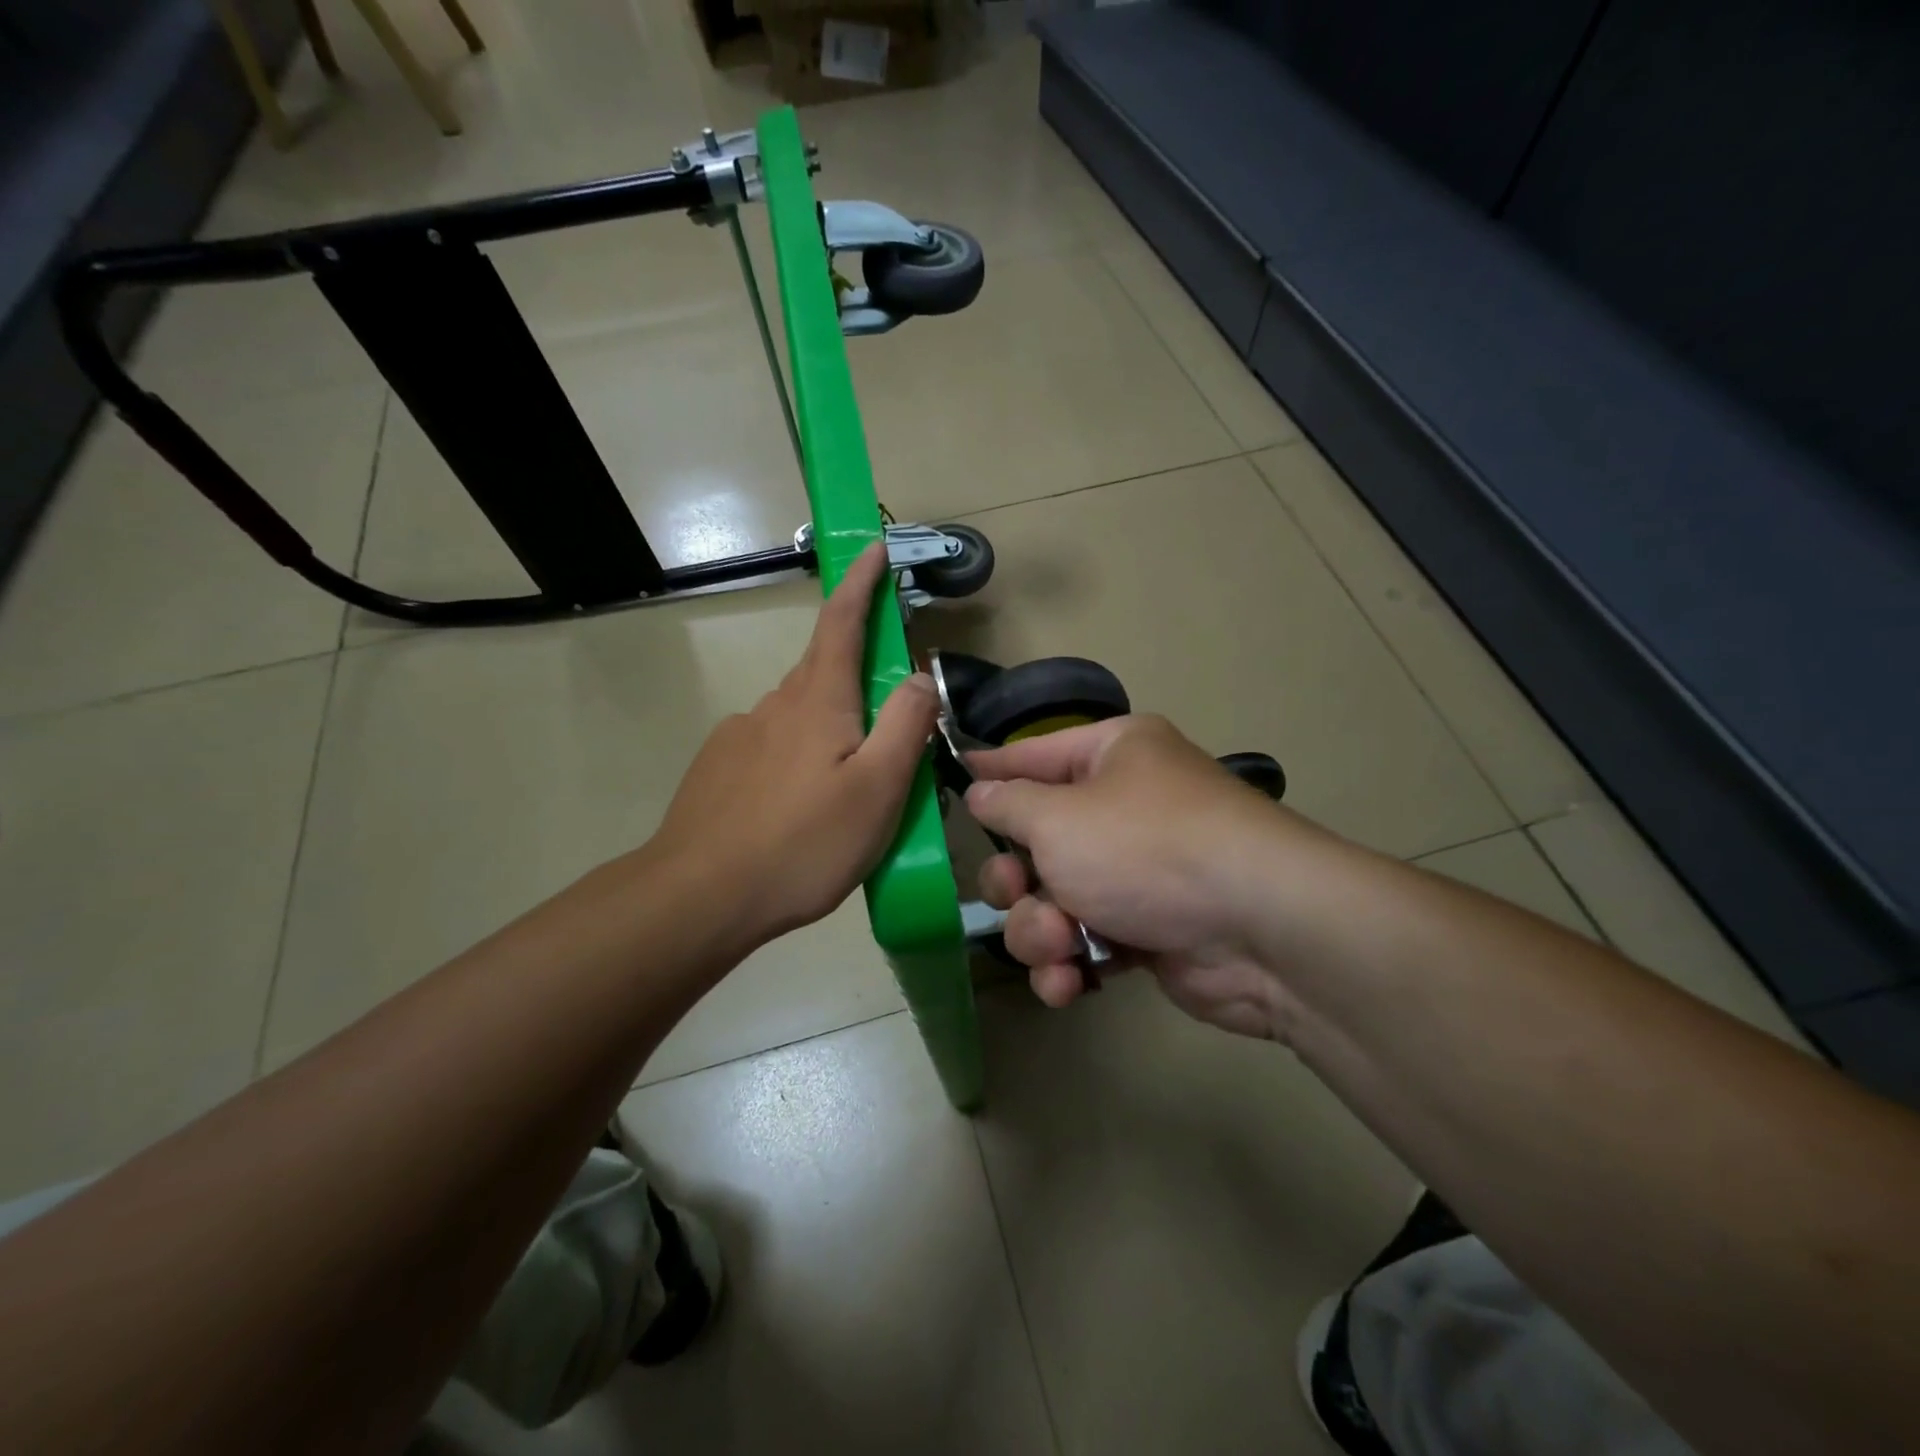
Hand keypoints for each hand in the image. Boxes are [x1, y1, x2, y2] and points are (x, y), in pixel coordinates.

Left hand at [652, 543, 938, 945]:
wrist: (699, 896)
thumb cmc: (802, 843)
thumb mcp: (878, 789)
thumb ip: (905, 725)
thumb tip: (921, 674)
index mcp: (817, 700)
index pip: (841, 622)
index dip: (861, 582)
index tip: (874, 549)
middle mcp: (775, 704)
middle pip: (824, 672)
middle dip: (858, 678)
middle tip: (887, 732)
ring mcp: (739, 736)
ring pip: (799, 717)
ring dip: (829, 732)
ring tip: (846, 794)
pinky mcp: (718, 769)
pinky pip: (771, 749)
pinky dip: (797, 762)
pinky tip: (799, 810)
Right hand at [966, 716, 1297, 1038]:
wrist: (1260, 929)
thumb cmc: (1147, 848)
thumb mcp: (1059, 817)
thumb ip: (1008, 805)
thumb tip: (981, 790)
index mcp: (1112, 756)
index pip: (1033, 754)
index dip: (992, 770)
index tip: (952, 778)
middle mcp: (1125, 807)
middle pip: (1035, 841)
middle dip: (1016, 879)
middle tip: (1017, 892)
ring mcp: (1137, 873)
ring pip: (1052, 900)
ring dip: (1040, 930)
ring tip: (1059, 945)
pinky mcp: (1147, 931)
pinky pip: (1085, 942)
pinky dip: (1070, 964)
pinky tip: (1069, 984)